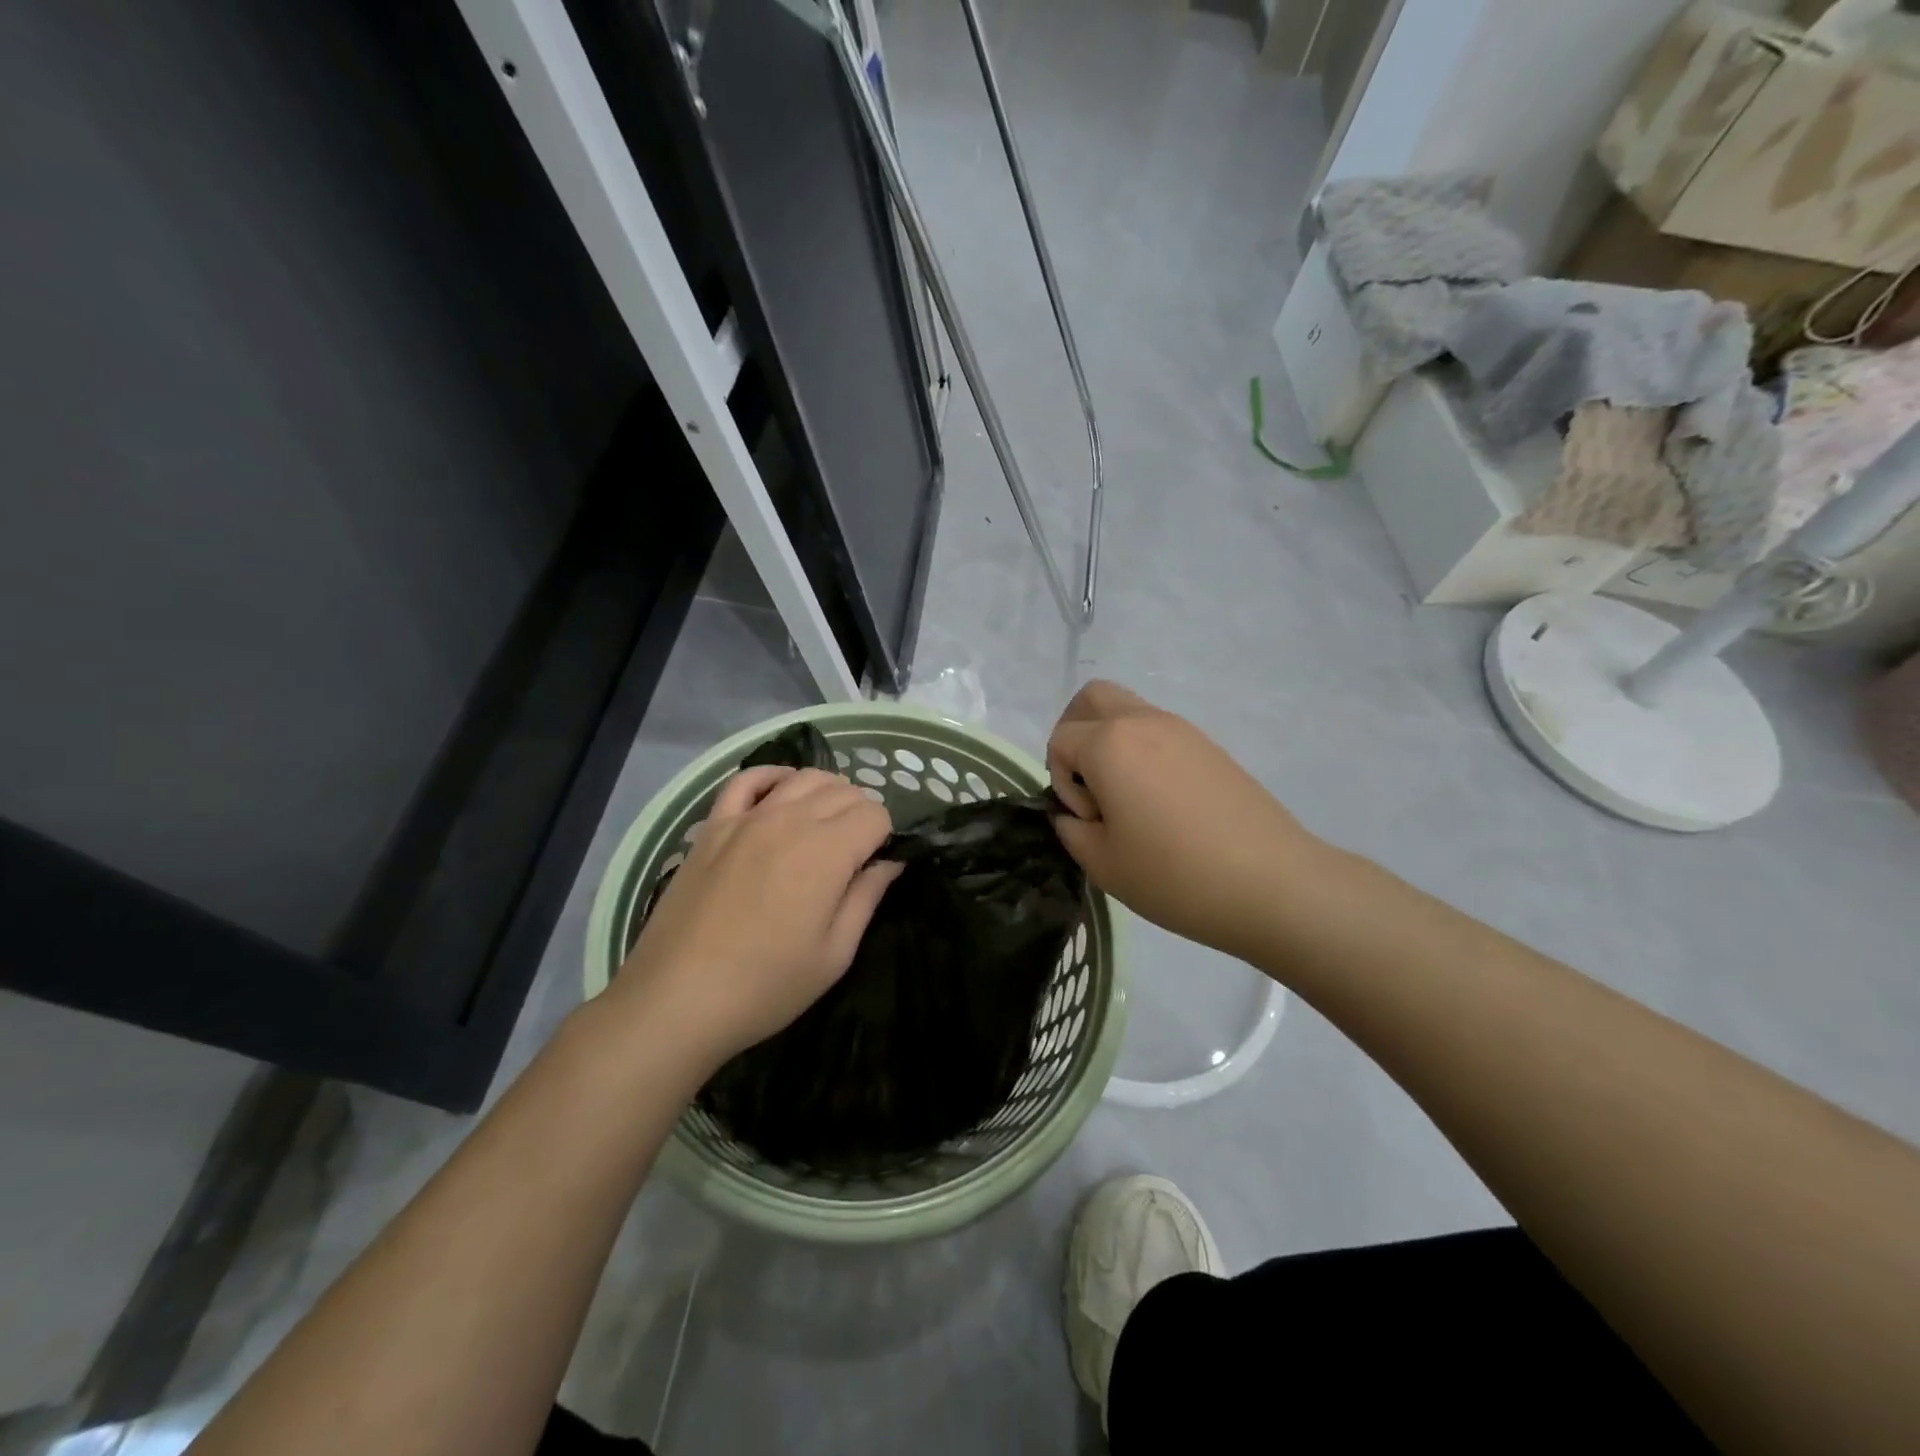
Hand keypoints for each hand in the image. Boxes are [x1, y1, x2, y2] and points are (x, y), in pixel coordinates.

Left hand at [609, 766, 900, 1070]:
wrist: (676, 998)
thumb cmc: (765, 986)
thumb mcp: (834, 954)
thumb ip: (867, 898)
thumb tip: (890, 863)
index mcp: (827, 852)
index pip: (875, 814)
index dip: (884, 838)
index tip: (874, 867)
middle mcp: (790, 820)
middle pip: (844, 791)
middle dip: (860, 815)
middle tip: (854, 855)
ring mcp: (747, 818)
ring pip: (804, 777)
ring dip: (827, 793)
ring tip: (826, 826)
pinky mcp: (714, 825)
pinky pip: (748, 779)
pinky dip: (774, 777)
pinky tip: (782, 793)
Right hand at [1047, 681, 1326, 962]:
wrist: (1273, 884)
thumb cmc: (1175, 875)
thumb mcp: (1103, 864)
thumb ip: (1071, 831)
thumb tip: (1072, 816)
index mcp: (1110, 744)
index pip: (1060, 740)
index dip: (1060, 781)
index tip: (1089, 821)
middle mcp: (1144, 722)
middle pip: (1091, 698)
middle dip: (1074, 734)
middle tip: (1088, 784)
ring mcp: (1182, 730)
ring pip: (1127, 711)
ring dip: (1110, 743)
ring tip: (1127, 800)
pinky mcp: (1210, 747)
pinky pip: (1159, 732)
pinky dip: (1143, 752)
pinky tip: (1161, 804)